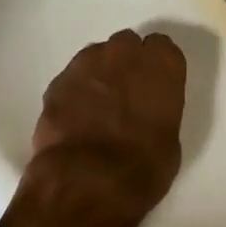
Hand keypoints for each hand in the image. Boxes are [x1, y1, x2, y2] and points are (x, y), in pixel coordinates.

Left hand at [22, 29, 186, 226]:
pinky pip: (71, 78)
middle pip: (126, 45)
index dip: (157, 66)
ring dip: (99, 74)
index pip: (162, 47)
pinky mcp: (57, 82)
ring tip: (97, 106)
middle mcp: (124, 54)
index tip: (154, 84)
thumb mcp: (169, 140)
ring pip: (96, 57)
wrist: (87, 181)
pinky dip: (75, 92)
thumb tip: (145, 114)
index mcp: (161, 66)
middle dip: (126, 63)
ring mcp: (86, 64)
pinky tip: (75, 118)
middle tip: (126, 94)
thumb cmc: (143, 168)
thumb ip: (158, 112)